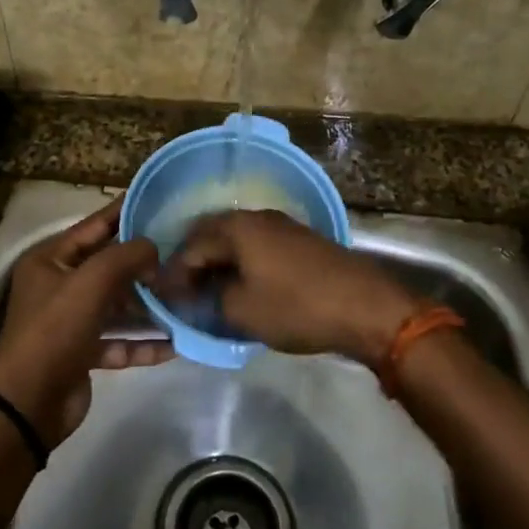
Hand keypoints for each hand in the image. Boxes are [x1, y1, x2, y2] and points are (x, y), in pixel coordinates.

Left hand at [0, 198, 169, 444]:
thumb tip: (153, 250)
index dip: (124, 213)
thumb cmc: (55, 330)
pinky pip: (119, 340)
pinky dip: (143, 342)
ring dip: (148, 306)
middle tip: (183, 255)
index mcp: (50, 260)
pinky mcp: (83, 353)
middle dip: (144, 265)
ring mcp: (71, 321)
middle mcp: (59, 285)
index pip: (94, 226)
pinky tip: (175, 344)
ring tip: (185, 300)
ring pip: (117, 305)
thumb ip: (126, 256)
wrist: (27, 403)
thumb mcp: (91, 282)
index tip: (158, 201)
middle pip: (109, 267)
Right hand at [159, 210, 421, 366]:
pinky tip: (241, 284)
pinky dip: (242, 263)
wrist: (364, 306)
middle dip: (194, 262)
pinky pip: (257, 246)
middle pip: (212, 235)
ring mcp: (282, 226)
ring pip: (236, 240)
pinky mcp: (300, 240)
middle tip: (182, 291)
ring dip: (219, 262)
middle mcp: (256, 217)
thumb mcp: (242, 311)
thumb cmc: (296, 307)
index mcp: (236, 228)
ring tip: (209, 290)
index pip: (191, 247)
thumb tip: (200, 294)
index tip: (164, 299)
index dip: (174, 274)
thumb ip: (211, 299)